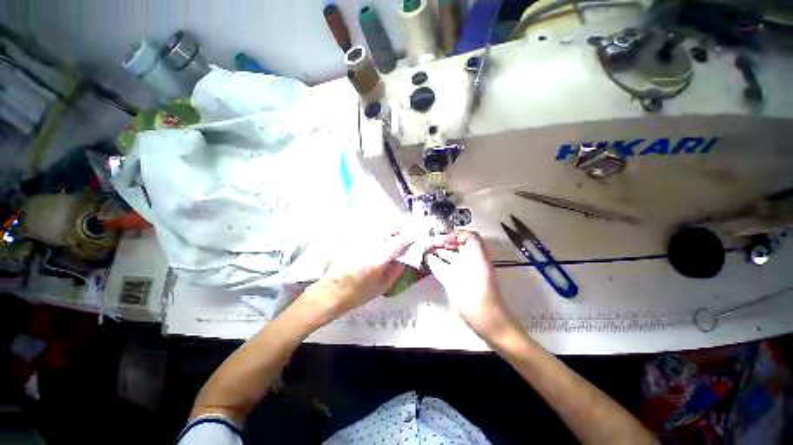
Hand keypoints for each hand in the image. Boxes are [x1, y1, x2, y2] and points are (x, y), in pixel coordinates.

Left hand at [303, 235, 406, 324]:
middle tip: (401, 234)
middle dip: (397, 229)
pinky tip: (375, 236)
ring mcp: (357, 242)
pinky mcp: (349, 240)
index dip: (406, 238)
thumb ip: (395, 271)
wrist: (330, 293)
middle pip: (387, 229)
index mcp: (377, 261)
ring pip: (376, 227)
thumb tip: (403, 258)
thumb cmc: (357, 295)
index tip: (411, 238)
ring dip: (386, 229)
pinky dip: (373, 231)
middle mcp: (368, 247)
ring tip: (390, 233)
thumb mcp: (381, 288)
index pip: (397, 242)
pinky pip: (365, 231)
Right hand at [424, 231, 516, 340]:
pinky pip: (454, 266)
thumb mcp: (456, 287)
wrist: (494, 327)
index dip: (454, 235)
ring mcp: (471, 270)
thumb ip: (441, 270)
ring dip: (442, 252)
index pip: (469, 236)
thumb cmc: (477, 307)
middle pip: (460, 245)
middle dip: (444, 242)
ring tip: (425, 251)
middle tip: (427, 245)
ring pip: (456, 255)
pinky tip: (431, 263)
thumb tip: (428, 256)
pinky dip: (443, 263)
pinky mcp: (467, 279)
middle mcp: (475, 262)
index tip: (439, 240)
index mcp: (478, 259)